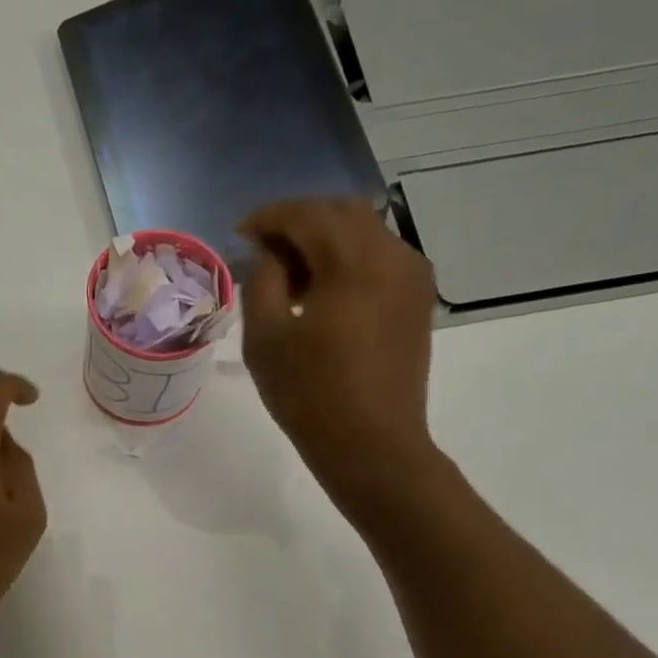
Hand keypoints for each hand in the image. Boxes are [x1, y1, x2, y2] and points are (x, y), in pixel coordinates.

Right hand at [239, 198, 442, 518]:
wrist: (373, 445)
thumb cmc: (310, 395)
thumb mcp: (265, 338)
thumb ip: (262, 280)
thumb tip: (268, 252)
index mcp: (353, 261)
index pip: (306, 214)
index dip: (268, 218)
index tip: (240, 234)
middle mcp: (392, 254)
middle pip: (341, 212)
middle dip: (298, 221)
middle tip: (263, 249)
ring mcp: (412, 276)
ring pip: (364, 231)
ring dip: (324, 239)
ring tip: (290, 273)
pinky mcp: (417, 299)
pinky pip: (379, 257)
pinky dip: (347, 259)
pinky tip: (323, 290)